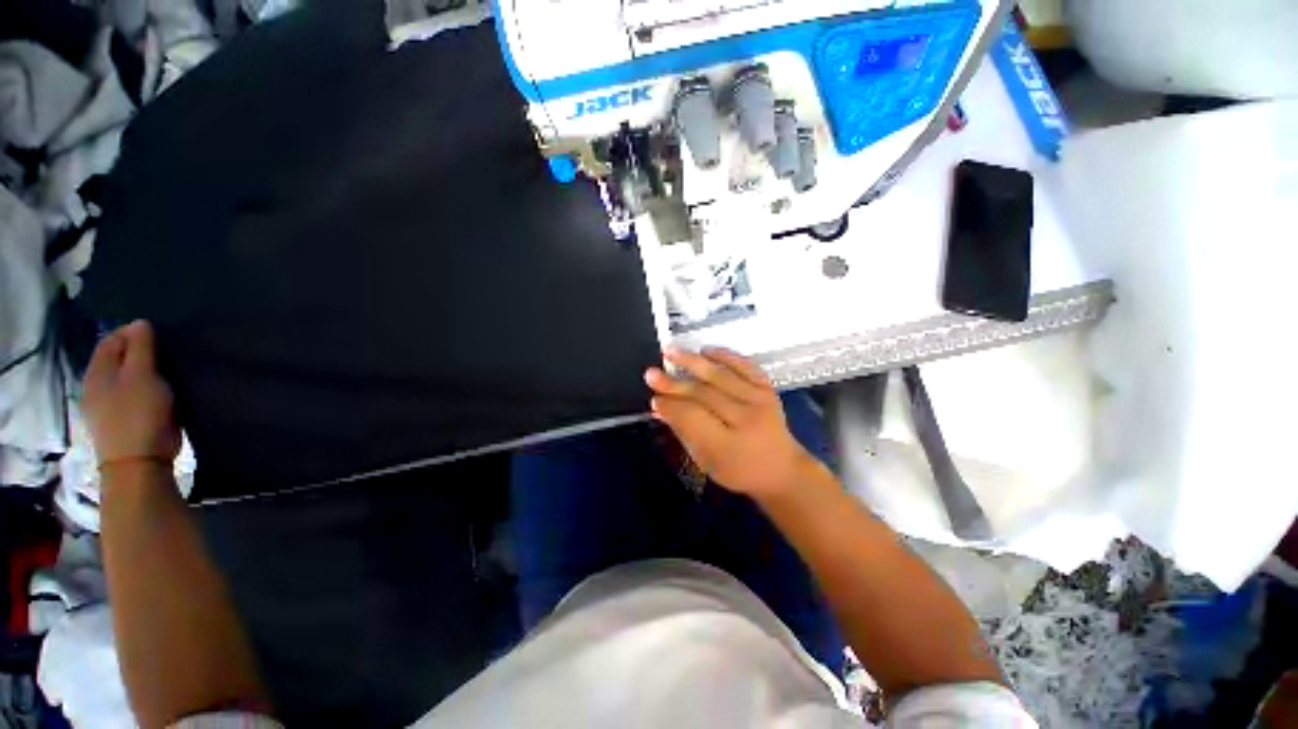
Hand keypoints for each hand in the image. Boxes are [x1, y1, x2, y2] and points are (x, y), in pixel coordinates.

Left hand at [84, 321, 180, 466]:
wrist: (138, 463)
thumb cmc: (139, 414)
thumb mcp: (142, 375)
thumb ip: (141, 348)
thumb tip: (140, 324)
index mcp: (97, 371)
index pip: (110, 339)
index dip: (132, 332)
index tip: (159, 334)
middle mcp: (95, 385)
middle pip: (115, 359)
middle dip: (137, 352)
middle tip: (165, 353)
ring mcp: (104, 406)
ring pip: (122, 378)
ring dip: (140, 372)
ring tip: (164, 372)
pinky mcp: (119, 421)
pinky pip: (129, 395)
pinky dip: (142, 388)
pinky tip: (156, 394)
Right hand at [645, 347, 820, 499]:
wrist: (781, 469)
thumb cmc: (738, 470)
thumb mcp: (706, 460)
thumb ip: (683, 431)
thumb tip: (659, 407)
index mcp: (728, 446)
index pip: (692, 417)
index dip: (670, 405)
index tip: (653, 397)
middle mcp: (746, 420)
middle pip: (703, 395)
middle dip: (674, 383)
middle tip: (651, 373)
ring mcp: (760, 401)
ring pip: (720, 376)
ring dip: (692, 362)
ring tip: (670, 351)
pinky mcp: (768, 389)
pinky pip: (744, 366)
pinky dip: (724, 355)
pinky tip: (705, 350)